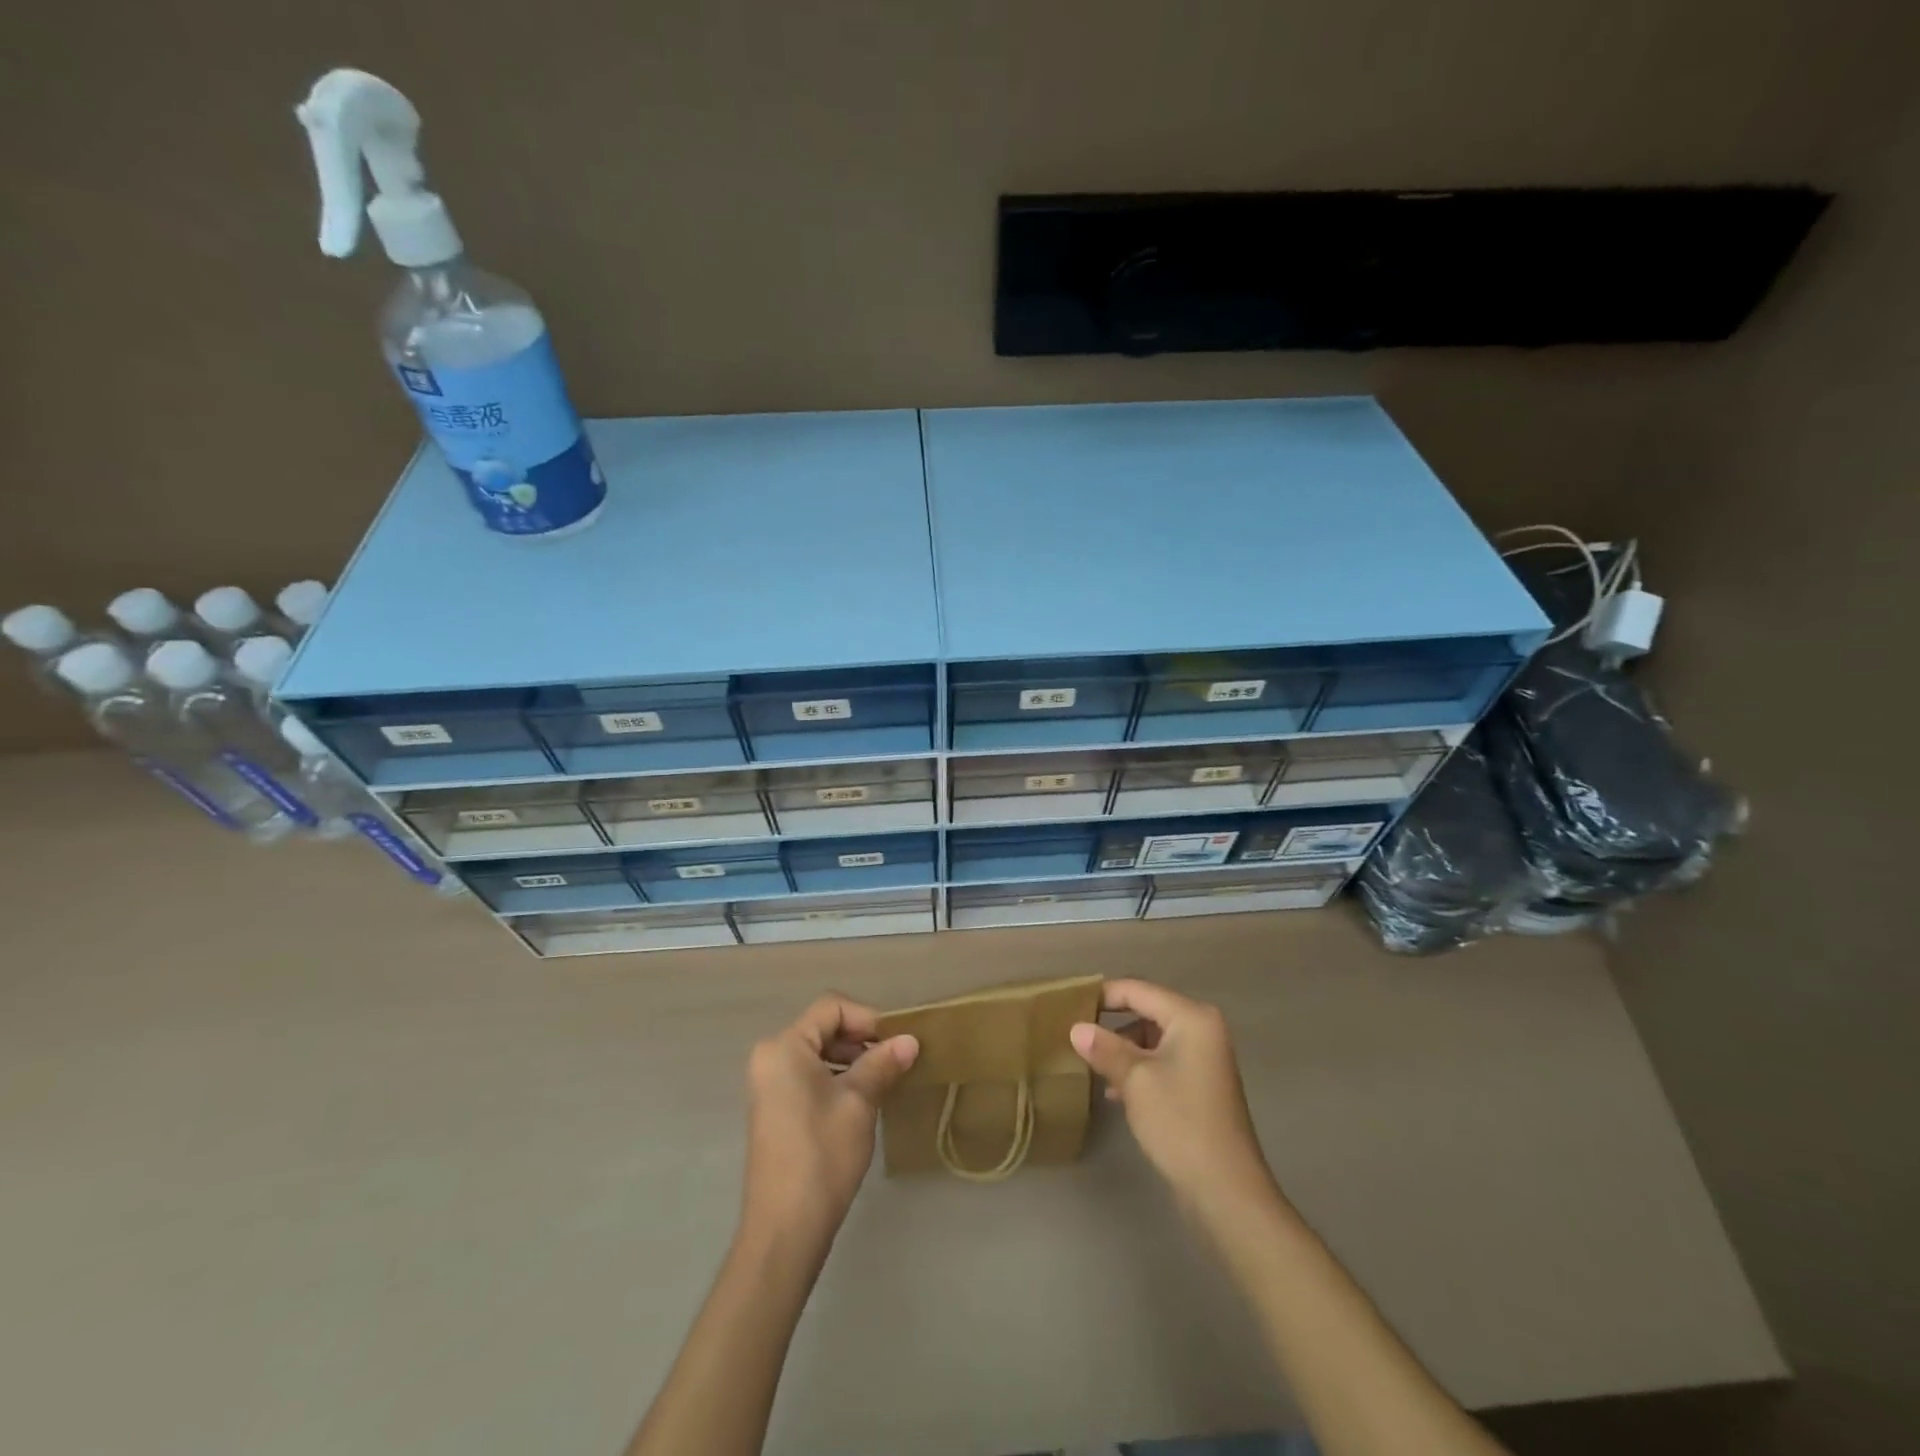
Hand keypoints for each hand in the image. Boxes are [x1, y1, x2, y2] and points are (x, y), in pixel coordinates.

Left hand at [740, 995, 918, 1255]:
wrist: (785, 1228)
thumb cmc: (822, 1154)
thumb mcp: (859, 1102)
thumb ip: (883, 1064)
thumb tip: (910, 1040)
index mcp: (785, 1046)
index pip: (832, 1007)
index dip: (868, 1018)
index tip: (896, 1043)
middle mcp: (770, 1057)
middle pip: (824, 1027)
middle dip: (862, 1039)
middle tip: (895, 1061)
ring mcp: (769, 1084)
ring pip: (818, 1052)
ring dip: (852, 1059)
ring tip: (884, 1081)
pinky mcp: (774, 1108)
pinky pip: (809, 1074)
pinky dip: (836, 1078)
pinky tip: (862, 1100)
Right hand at [1070, 979, 1276, 1214]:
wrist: (1226, 1191)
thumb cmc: (1180, 1123)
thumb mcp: (1134, 1080)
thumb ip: (1104, 1048)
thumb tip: (1076, 1028)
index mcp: (1192, 1017)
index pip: (1138, 990)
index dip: (1103, 995)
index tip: (1069, 1007)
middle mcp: (1203, 1028)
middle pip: (1146, 1010)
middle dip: (1111, 1024)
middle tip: (1076, 1034)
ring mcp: (1204, 1057)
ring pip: (1152, 1037)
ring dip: (1122, 1049)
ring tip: (1092, 1066)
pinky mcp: (1201, 1083)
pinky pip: (1162, 1060)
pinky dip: (1138, 1068)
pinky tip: (1115, 1090)